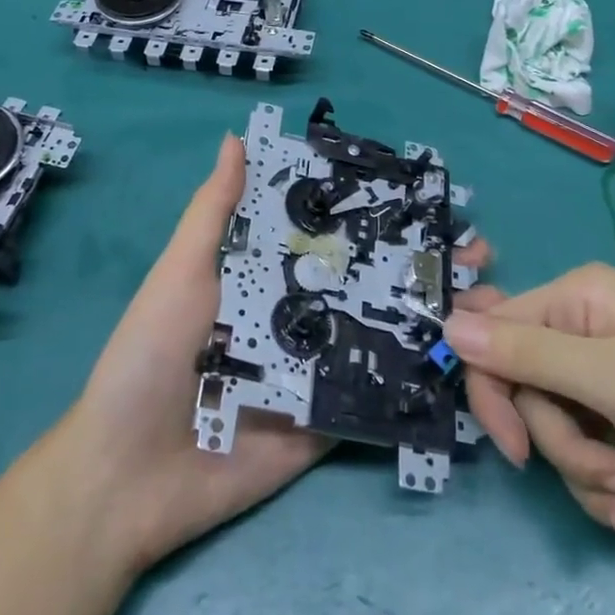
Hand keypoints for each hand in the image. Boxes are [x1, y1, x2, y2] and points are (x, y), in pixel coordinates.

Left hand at [55, 135, 492, 572]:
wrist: (127, 479)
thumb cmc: (149, 357)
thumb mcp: (180, 273)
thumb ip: (214, 212)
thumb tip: (237, 136)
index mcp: (267, 275)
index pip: (330, 234)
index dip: (376, 213)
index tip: (428, 194)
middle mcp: (300, 314)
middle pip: (368, 280)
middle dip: (422, 262)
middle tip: (477, 250)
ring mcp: (317, 369)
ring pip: (383, 333)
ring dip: (434, 314)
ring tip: (488, 297)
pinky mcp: (327, 421)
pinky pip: (376, 395)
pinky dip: (418, 379)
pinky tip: (468, 360)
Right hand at [445, 264, 614, 543]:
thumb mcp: (611, 380)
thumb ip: (524, 354)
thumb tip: (447, 324)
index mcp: (578, 299)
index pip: (497, 336)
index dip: (494, 392)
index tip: (514, 450)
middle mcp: (590, 329)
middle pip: (532, 392)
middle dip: (566, 449)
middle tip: (614, 478)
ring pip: (564, 432)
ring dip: (596, 479)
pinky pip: (599, 455)